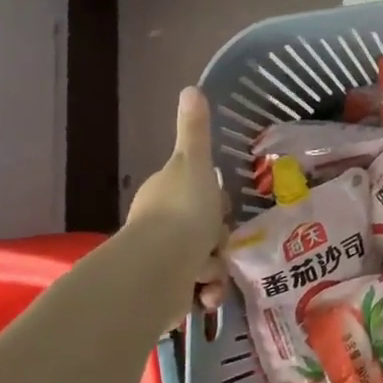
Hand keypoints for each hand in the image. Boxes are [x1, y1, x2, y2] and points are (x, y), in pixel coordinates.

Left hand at [124, 87, 227, 318]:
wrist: (157, 270)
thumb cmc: (182, 211)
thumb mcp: (194, 163)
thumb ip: (195, 130)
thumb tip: (191, 87)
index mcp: (165, 193)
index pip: (198, 193)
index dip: (216, 202)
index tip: (225, 208)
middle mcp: (159, 226)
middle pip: (204, 230)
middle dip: (218, 240)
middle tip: (220, 244)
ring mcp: (161, 260)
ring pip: (205, 261)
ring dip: (215, 269)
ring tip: (210, 273)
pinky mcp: (165, 292)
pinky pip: (196, 290)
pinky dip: (206, 293)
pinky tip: (207, 295)